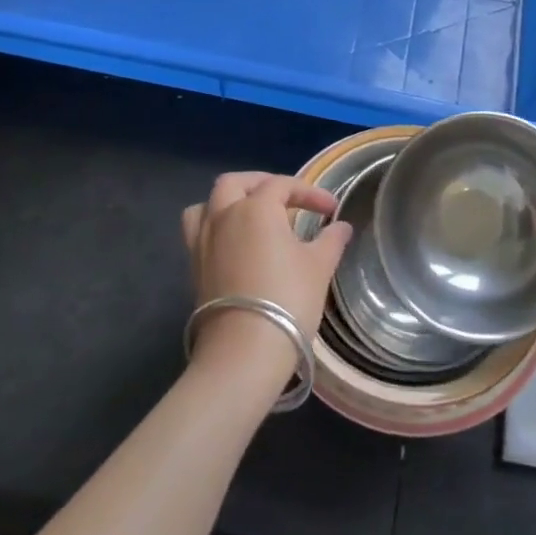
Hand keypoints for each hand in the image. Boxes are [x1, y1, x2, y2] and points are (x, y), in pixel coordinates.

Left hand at [181, 173, 351, 376]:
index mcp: (256, 208)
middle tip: (285, 199)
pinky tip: (234, 245)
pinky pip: (198, 232)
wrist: (244, 350)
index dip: (310, 193)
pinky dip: (215, 227)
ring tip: (250, 216)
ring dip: (228, 202)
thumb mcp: (319, 267)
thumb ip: (331, 240)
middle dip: (261, 184)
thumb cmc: (288, 299)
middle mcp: (223, 216)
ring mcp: (203, 241)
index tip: (331, 210)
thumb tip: (341, 227)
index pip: (282, 185)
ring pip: (207, 204)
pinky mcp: (194, 267)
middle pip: (235, 183)